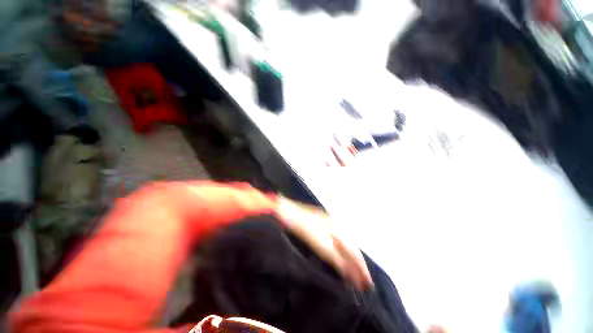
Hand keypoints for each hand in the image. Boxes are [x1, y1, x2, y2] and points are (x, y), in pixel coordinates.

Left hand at [276, 197, 372, 290]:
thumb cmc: (304, 228)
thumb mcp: (321, 244)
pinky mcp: (324, 225)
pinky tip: (342, 257)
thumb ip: (336, 257)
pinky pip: (339, 241)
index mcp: (340, 230)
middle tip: (365, 282)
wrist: (290, 212)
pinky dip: (343, 252)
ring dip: (352, 259)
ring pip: (347, 244)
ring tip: (357, 273)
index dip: (361, 269)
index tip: (368, 284)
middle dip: (359, 265)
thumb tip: (349, 272)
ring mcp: (331, 224)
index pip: (354, 252)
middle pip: (353, 248)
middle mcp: (339, 226)